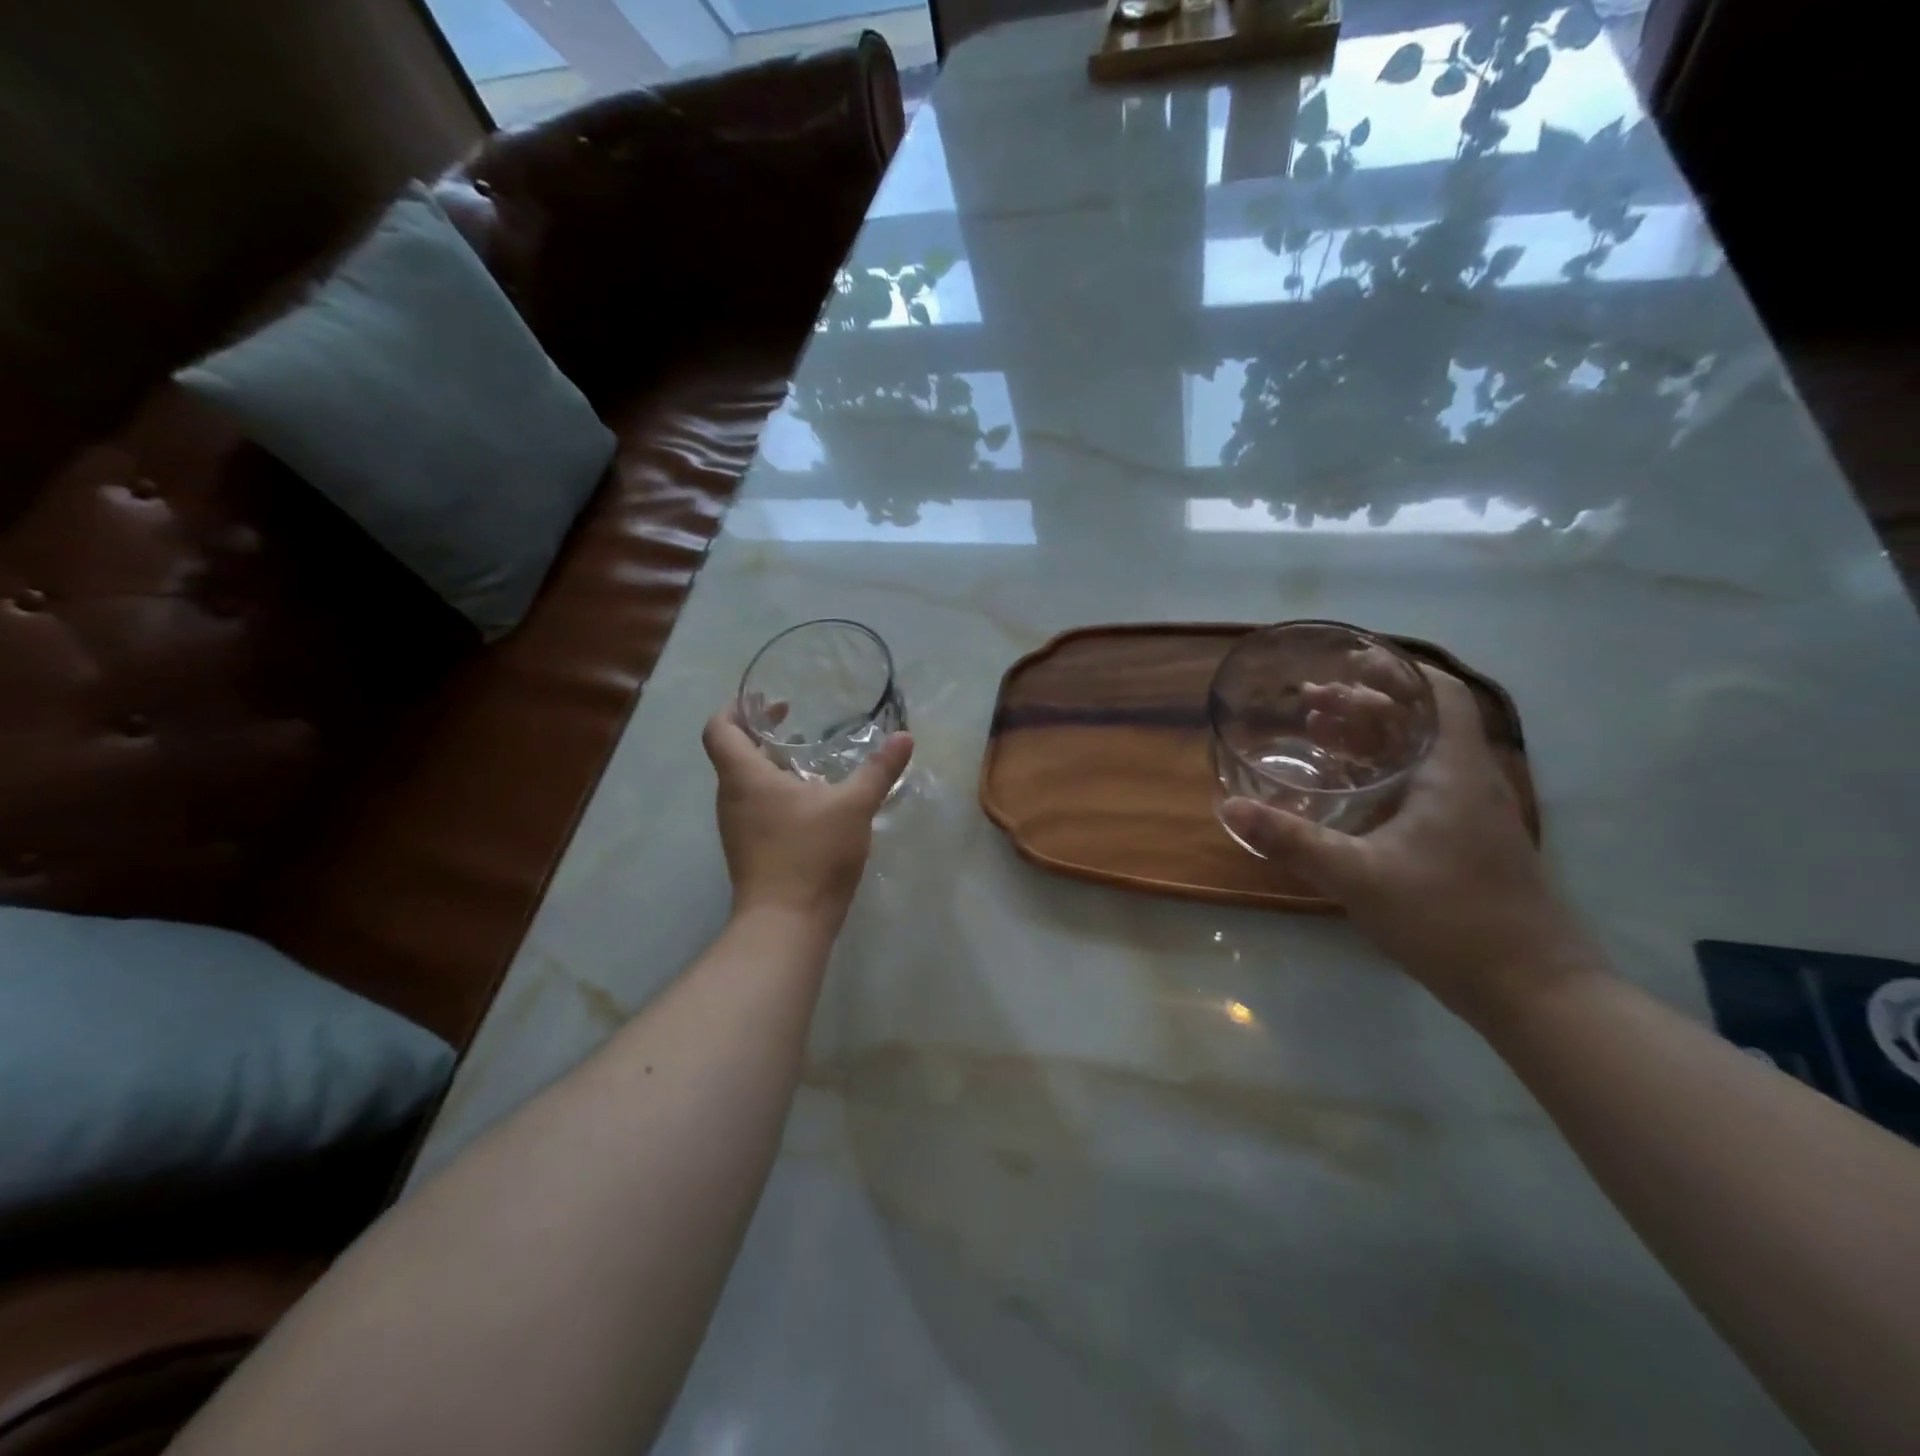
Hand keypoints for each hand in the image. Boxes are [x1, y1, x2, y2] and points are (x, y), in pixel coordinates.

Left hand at [701, 708, 912, 925]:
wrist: (786, 924)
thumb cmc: (811, 854)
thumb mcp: (853, 806)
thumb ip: (879, 770)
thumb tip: (905, 737)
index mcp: (745, 777)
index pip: (719, 729)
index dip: (735, 708)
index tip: (765, 700)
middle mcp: (731, 798)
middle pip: (731, 753)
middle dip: (760, 733)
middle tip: (794, 721)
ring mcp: (737, 827)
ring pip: (744, 782)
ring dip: (769, 764)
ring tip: (807, 758)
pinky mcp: (748, 849)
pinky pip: (754, 806)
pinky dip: (774, 791)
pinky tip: (811, 801)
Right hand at [1222, 668, 1602, 1023]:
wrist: (1535, 991)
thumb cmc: (1450, 919)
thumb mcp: (1358, 876)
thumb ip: (1292, 840)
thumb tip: (1230, 808)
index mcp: (1454, 772)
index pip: (1438, 694)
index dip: (1397, 670)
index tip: (1349, 660)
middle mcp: (1470, 781)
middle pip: (1421, 720)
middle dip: (1366, 703)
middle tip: (1311, 701)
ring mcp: (1472, 814)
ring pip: (1420, 754)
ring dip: (1372, 737)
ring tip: (1319, 734)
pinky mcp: (1467, 841)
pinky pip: (1421, 786)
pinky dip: (1382, 772)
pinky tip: (1348, 791)